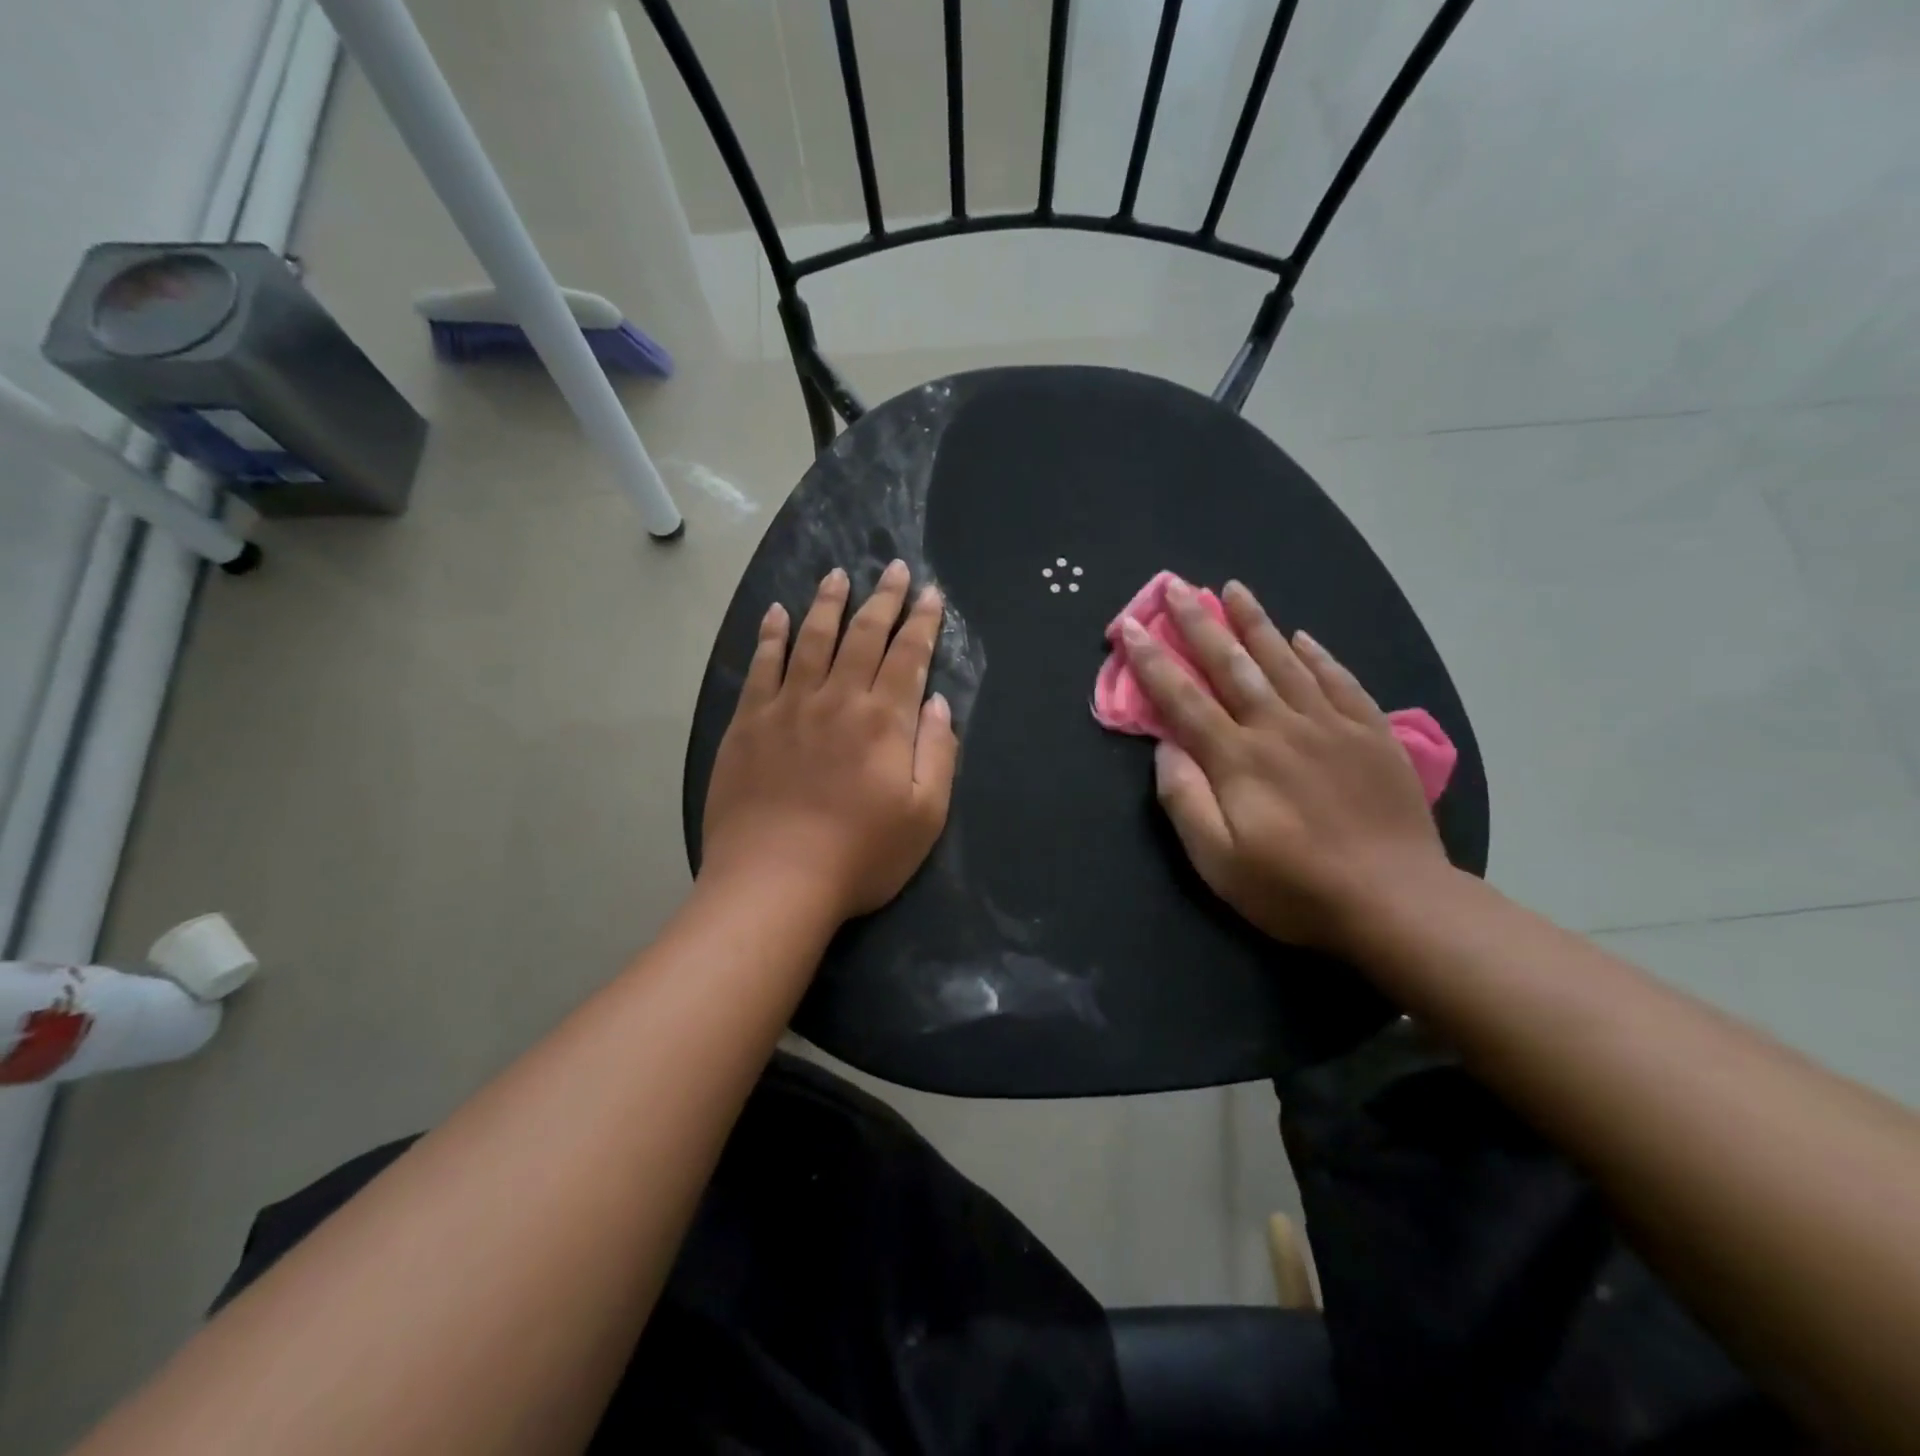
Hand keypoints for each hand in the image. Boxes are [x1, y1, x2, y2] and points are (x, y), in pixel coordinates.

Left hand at [701, 561, 956, 921]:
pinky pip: (761, 666)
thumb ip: (937, 752)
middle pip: (863, 635)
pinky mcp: (748, 723)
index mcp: (883, 720)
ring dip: (827, 603)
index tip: (930, 593)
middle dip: (882, 598)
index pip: (908, 655)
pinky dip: (770, 636)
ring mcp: (787, 707)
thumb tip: (936, 702)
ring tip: (838, 575)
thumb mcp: (925, 815)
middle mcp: (836, 699)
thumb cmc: (860, 856)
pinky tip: (775, 614)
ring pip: (811, 639)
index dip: (922, 621)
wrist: (774, 882)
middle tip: (892, 567)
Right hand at [1123, 578, 1451, 952]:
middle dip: (1199, 623)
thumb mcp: (1218, 861)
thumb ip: (1185, 799)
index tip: (1129, 625)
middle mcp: (1280, 727)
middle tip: (1177, 586)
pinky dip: (1318, 655)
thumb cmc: (1294, 889)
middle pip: (1232, 665)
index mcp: (1238, 759)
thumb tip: (1166, 746)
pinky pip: (1340, 681)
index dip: (1152, 660)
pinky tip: (1303, 637)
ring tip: (1234, 588)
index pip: (1183, 698)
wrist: (1397, 903)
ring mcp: (1331, 726)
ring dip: (1255, 623)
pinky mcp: (1372, 735)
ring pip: (1285, 661)